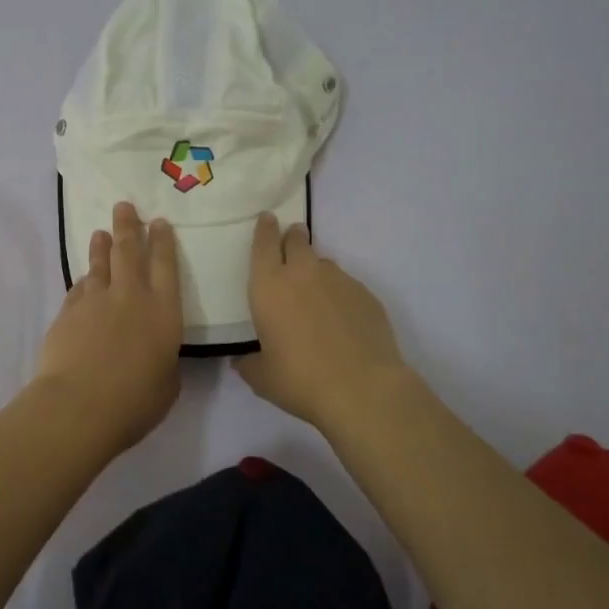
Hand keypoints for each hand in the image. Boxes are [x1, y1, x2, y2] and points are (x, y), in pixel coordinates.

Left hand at [36, 201, 182, 449]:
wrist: (78, 405)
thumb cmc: (134, 401)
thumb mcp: (167, 384)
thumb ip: (165, 361)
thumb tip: (157, 354)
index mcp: (163, 311)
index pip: (166, 265)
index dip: (163, 241)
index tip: (159, 222)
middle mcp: (130, 296)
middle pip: (129, 251)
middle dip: (128, 226)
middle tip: (124, 206)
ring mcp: (95, 301)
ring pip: (100, 264)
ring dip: (101, 246)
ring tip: (101, 232)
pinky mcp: (68, 312)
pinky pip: (79, 288)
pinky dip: (84, 280)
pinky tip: (84, 279)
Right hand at [235, 214, 409, 431]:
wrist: (362, 389)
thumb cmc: (300, 380)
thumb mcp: (262, 378)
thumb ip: (249, 363)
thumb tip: (242, 360)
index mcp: (269, 286)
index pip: (263, 243)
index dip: (264, 229)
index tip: (267, 219)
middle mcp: (302, 273)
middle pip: (296, 240)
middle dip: (293, 237)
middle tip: (292, 242)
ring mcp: (338, 280)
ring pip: (324, 263)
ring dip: (316, 270)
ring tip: (317, 295)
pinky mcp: (366, 294)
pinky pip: (347, 285)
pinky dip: (340, 294)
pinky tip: (343, 319)